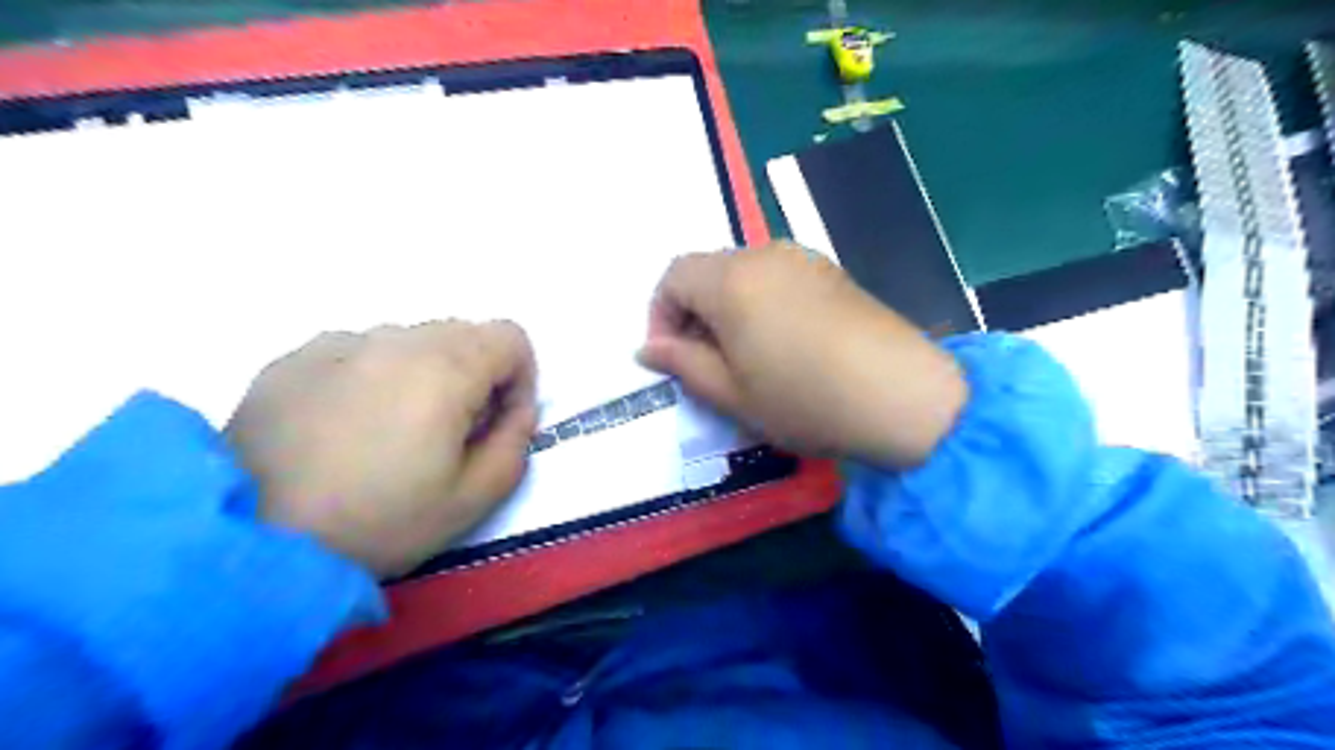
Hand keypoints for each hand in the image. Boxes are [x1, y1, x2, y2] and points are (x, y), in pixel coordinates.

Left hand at [228, 319, 536, 575]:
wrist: (248, 541)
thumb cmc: (377, 523)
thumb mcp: (473, 500)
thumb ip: (515, 443)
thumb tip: (515, 410)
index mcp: (445, 368)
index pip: (511, 337)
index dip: (520, 378)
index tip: (497, 423)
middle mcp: (394, 339)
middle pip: (464, 334)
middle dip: (475, 376)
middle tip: (450, 433)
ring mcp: (338, 343)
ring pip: (411, 341)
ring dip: (424, 374)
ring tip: (392, 433)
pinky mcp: (293, 358)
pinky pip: (359, 352)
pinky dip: (373, 378)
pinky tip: (344, 428)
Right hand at [638, 241, 964, 468]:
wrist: (901, 396)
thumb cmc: (804, 399)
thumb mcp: (732, 393)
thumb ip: (683, 364)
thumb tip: (648, 348)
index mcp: (731, 280)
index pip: (673, 276)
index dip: (660, 314)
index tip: (670, 356)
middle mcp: (764, 255)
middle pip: (707, 269)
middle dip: (693, 311)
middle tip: (704, 361)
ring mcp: (803, 259)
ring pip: (742, 273)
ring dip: (726, 307)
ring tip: (743, 356)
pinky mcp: (831, 272)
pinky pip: (777, 277)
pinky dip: (760, 302)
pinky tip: (782, 343)